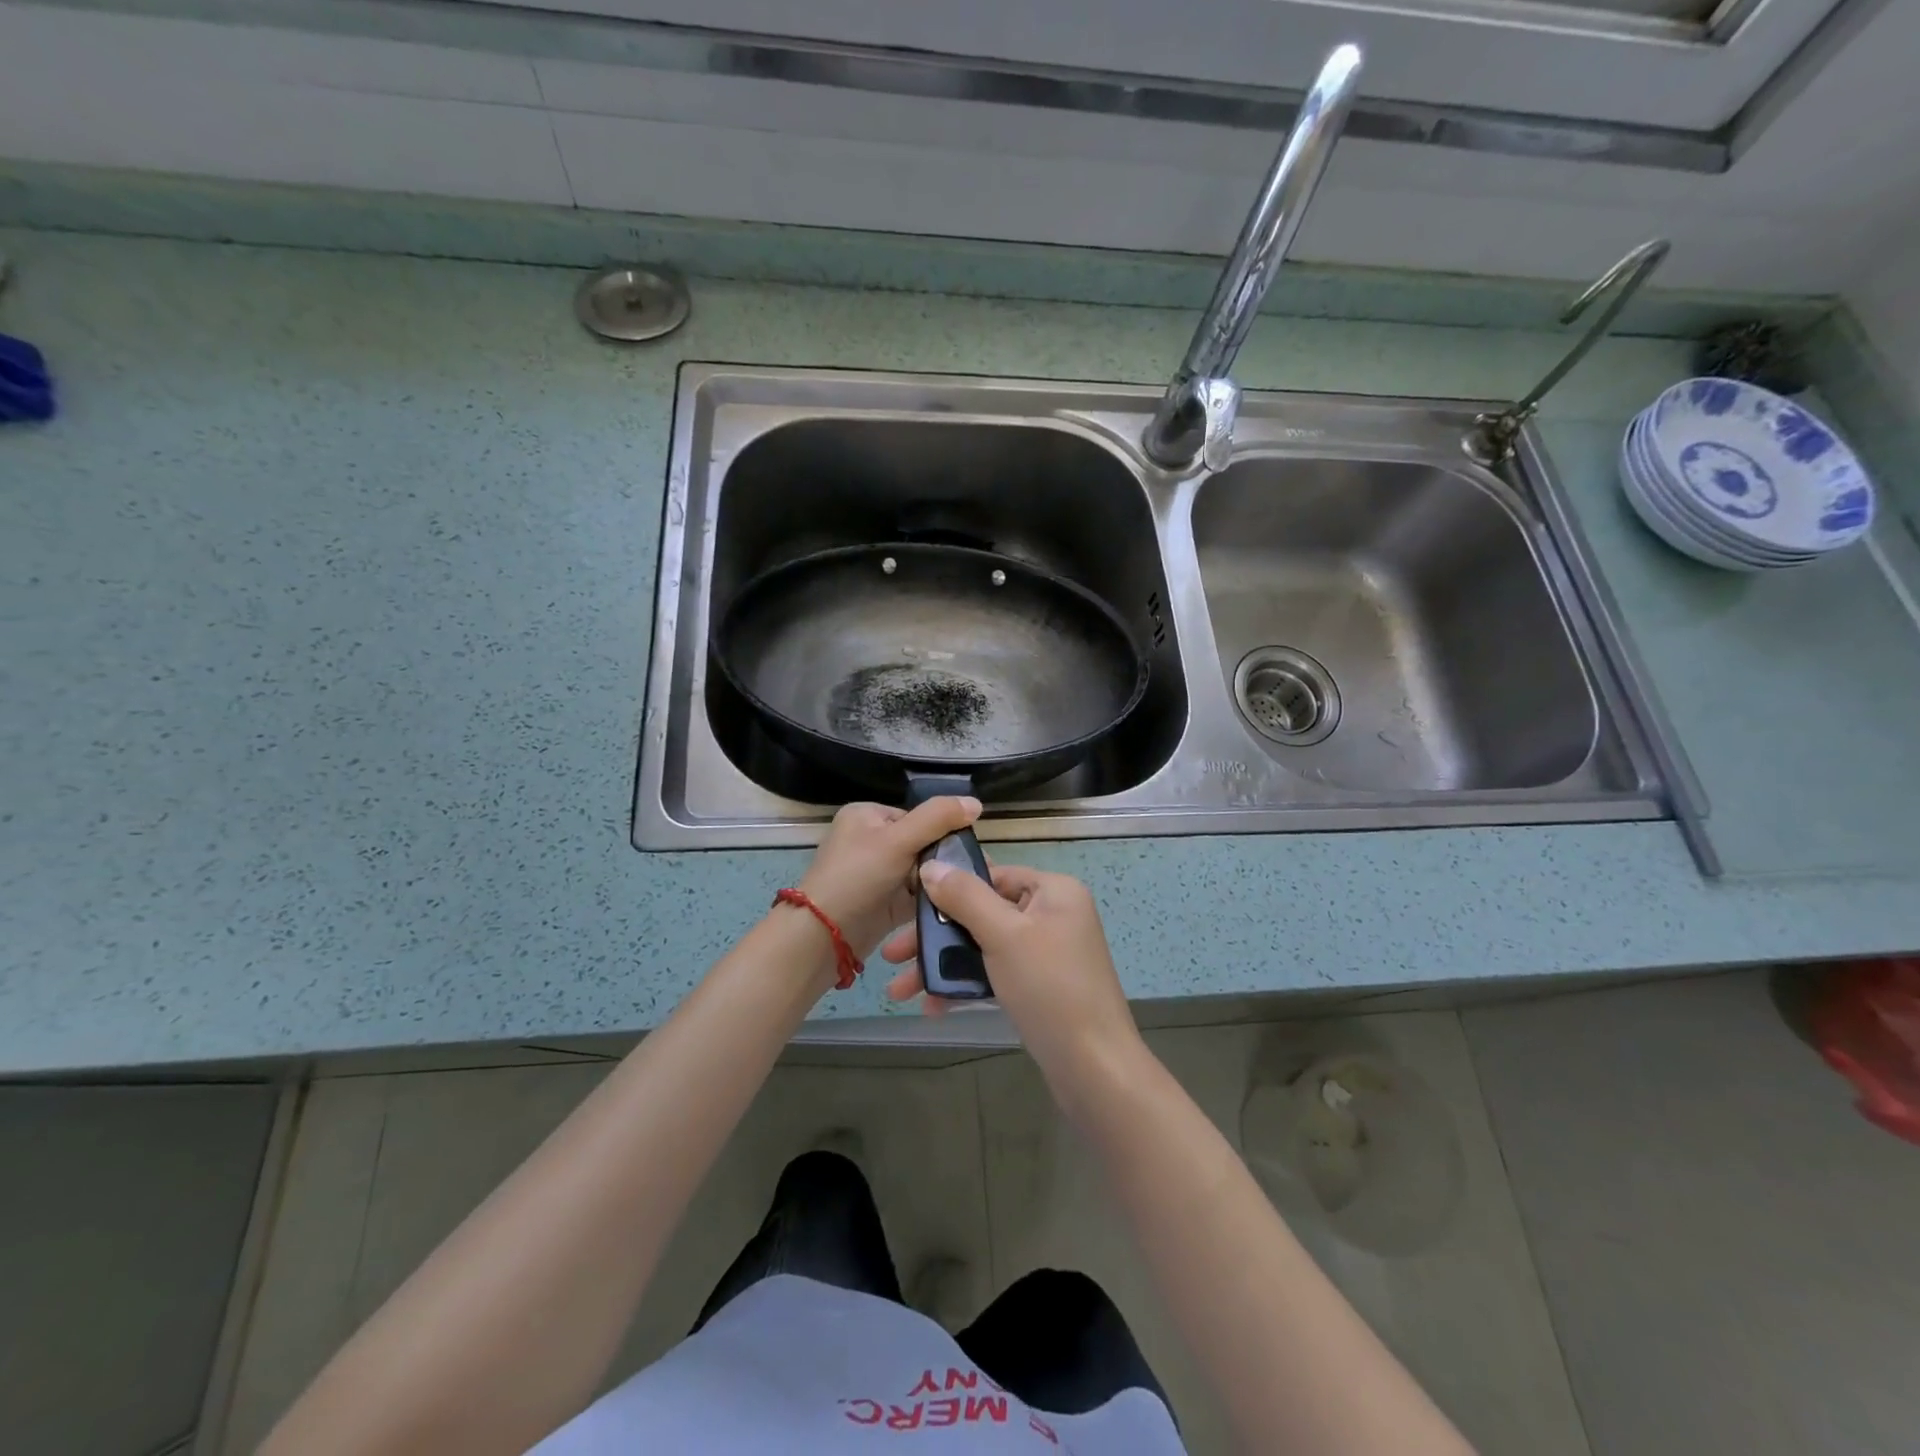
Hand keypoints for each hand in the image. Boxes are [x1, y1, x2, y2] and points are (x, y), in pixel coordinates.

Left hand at [794, 797, 982, 959]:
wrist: (823, 937)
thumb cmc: (857, 877)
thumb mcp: (898, 840)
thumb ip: (937, 818)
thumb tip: (976, 802)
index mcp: (867, 815)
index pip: (918, 817)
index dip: (943, 833)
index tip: (968, 852)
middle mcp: (870, 841)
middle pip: (922, 845)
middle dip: (943, 862)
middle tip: (974, 876)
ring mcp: (876, 874)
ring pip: (921, 873)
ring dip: (939, 884)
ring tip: (968, 894)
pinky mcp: (883, 903)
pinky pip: (915, 896)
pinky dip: (931, 901)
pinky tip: (955, 908)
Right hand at [882, 862, 1147, 1109]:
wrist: (1094, 1067)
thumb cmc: (1049, 988)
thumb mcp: (1003, 934)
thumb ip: (965, 897)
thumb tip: (931, 865)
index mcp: (1054, 891)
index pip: (993, 875)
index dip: (949, 888)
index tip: (907, 905)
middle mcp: (1053, 915)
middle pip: (983, 913)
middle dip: (936, 937)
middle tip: (892, 956)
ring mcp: (1047, 953)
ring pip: (984, 947)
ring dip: (943, 965)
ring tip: (899, 992)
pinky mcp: (1040, 987)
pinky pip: (995, 973)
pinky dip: (966, 985)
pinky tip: (932, 1006)